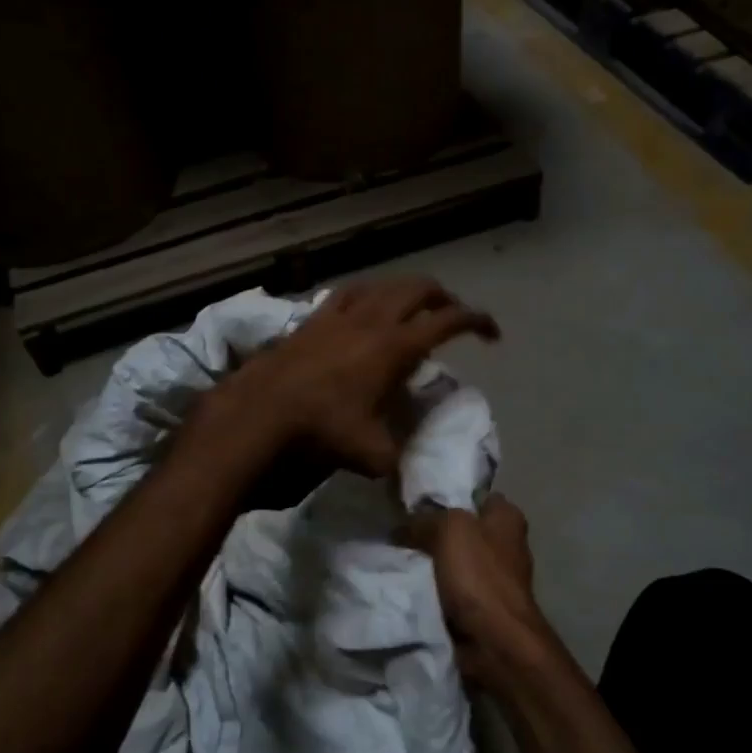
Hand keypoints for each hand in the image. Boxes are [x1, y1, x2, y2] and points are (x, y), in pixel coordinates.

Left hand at [220, 277, 498, 479]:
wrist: (260, 412)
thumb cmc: (321, 430)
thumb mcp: (369, 454)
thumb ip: (397, 458)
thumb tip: (406, 467)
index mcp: (395, 347)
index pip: (448, 321)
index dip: (477, 321)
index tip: (491, 334)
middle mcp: (373, 320)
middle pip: (420, 289)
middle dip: (444, 298)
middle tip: (452, 318)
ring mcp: (340, 314)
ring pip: (384, 285)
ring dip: (406, 292)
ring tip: (411, 310)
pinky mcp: (313, 317)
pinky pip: (347, 293)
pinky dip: (366, 295)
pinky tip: (362, 308)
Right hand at [410, 494, 567, 688]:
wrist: (494, 640)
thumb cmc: (479, 575)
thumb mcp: (449, 529)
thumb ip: (426, 519)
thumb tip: (403, 526)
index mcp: (507, 518)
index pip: (477, 495)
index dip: (449, 496)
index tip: (417, 502)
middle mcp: (506, 544)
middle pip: (462, 529)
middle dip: (434, 532)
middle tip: (401, 532)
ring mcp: (496, 578)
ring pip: (455, 561)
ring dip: (432, 564)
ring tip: (398, 560)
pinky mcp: (484, 606)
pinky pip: (452, 589)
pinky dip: (435, 590)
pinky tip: (410, 587)